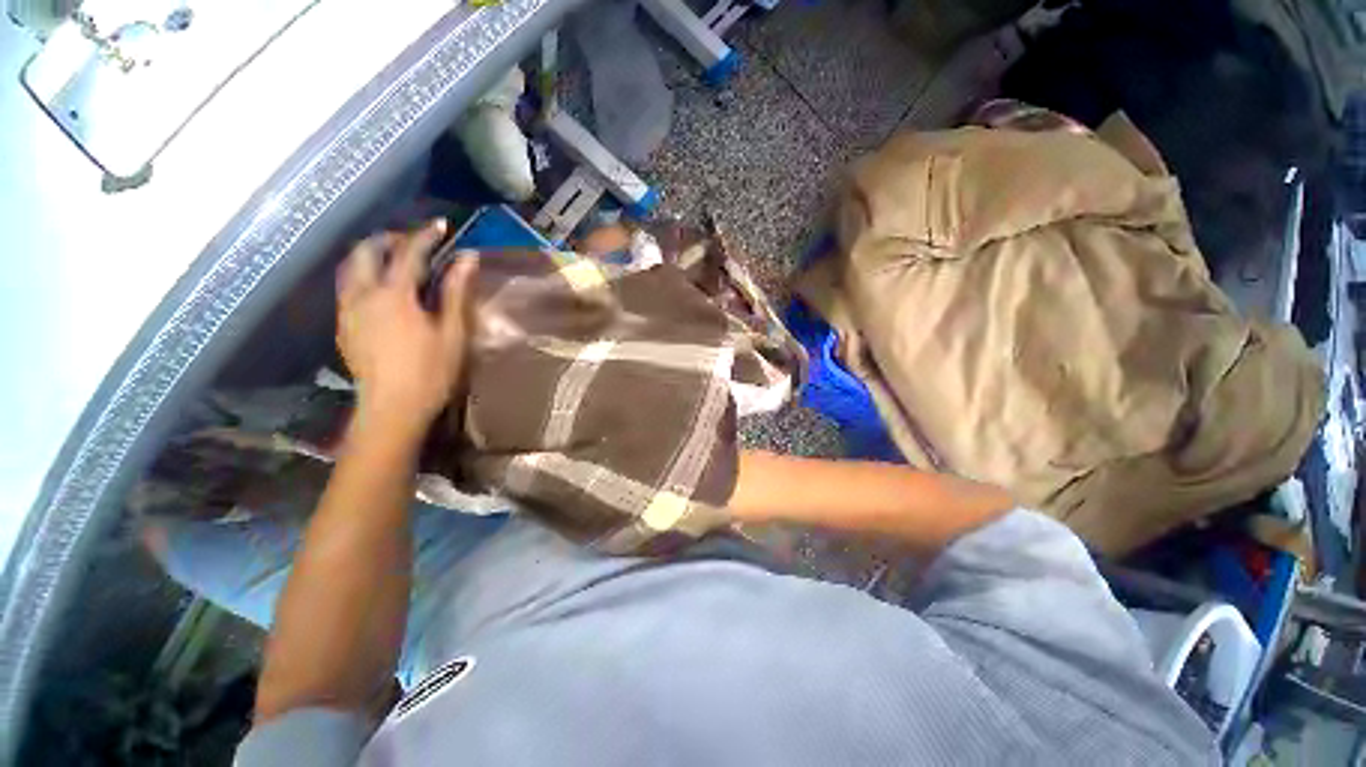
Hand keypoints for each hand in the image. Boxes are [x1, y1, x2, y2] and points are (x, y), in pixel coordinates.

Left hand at [336, 219, 477, 429]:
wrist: (392, 407)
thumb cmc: (431, 371)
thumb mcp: (452, 331)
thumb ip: (456, 291)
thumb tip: (468, 259)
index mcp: (395, 295)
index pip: (408, 252)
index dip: (425, 235)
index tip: (441, 225)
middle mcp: (364, 295)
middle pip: (365, 251)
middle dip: (388, 239)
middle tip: (412, 242)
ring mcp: (348, 310)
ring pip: (349, 268)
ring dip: (370, 255)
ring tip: (393, 260)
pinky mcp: (343, 326)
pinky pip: (347, 288)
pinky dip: (363, 276)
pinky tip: (380, 290)